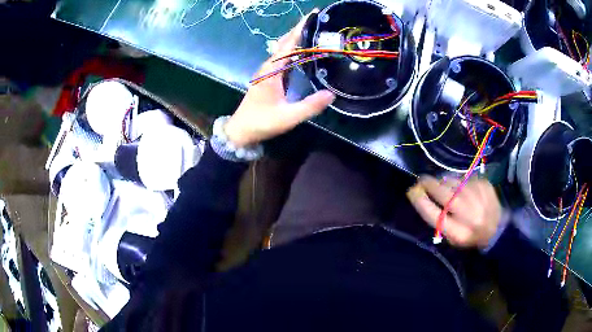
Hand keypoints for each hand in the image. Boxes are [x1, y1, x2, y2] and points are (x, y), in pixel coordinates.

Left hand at [224, 11, 335, 147]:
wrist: (241, 131)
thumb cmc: (261, 122)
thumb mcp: (287, 117)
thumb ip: (309, 106)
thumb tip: (331, 94)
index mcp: (271, 71)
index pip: (288, 44)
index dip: (301, 28)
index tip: (314, 15)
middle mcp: (269, 67)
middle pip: (285, 42)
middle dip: (301, 30)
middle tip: (320, 22)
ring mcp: (268, 72)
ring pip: (284, 49)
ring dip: (298, 39)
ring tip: (316, 33)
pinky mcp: (269, 78)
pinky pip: (284, 59)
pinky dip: (295, 51)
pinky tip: (306, 53)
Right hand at [406, 176, 501, 247]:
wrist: (497, 226)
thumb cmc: (470, 235)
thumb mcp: (452, 236)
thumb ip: (439, 220)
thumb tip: (423, 196)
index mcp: (459, 232)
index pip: (435, 216)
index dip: (421, 202)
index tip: (412, 192)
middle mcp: (469, 213)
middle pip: (443, 193)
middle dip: (429, 185)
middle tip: (422, 180)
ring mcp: (478, 195)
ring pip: (452, 182)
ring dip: (444, 183)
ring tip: (444, 187)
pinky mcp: (484, 183)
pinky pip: (463, 178)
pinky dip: (458, 182)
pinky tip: (461, 189)